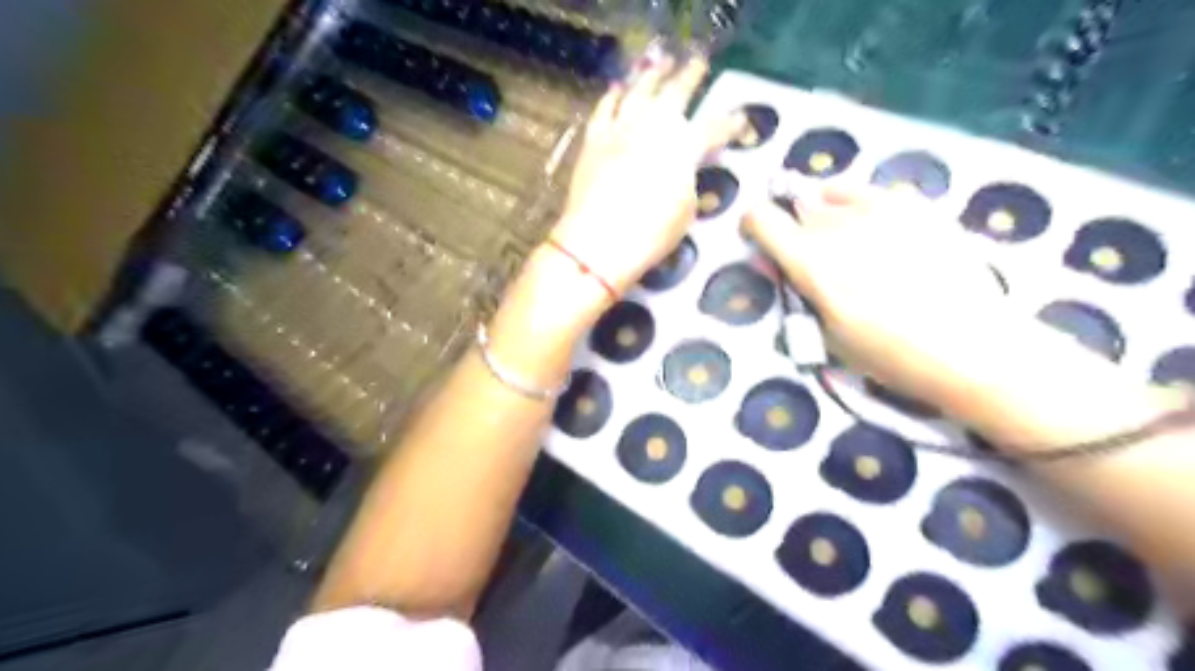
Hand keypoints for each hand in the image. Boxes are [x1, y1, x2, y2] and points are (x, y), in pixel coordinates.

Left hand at [551, 54, 744, 297]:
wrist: (598, 241)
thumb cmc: (650, 234)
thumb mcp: (685, 214)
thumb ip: (691, 187)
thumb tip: (691, 177)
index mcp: (684, 147)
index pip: (714, 128)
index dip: (730, 124)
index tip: (740, 119)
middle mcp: (653, 127)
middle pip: (676, 92)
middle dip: (690, 75)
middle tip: (698, 61)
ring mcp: (621, 129)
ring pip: (638, 91)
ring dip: (652, 74)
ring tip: (660, 61)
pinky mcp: (594, 139)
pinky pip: (605, 109)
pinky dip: (612, 96)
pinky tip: (618, 89)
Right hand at [743, 186, 1004, 391]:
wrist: (971, 346)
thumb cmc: (889, 354)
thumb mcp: (826, 335)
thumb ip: (800, 291)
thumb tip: (787, 265)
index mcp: (811, 260)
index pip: (761, 219)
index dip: (754, 226)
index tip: (760, 240)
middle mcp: (839, 224)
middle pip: (799, 209)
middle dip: (797, 230)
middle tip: (815, 258)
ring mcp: (881, 208)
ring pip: (833, 195)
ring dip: (828, 215)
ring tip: (848, 242)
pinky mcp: (917, 205)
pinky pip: (873, 193)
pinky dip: (863, 207)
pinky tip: (879, 233)